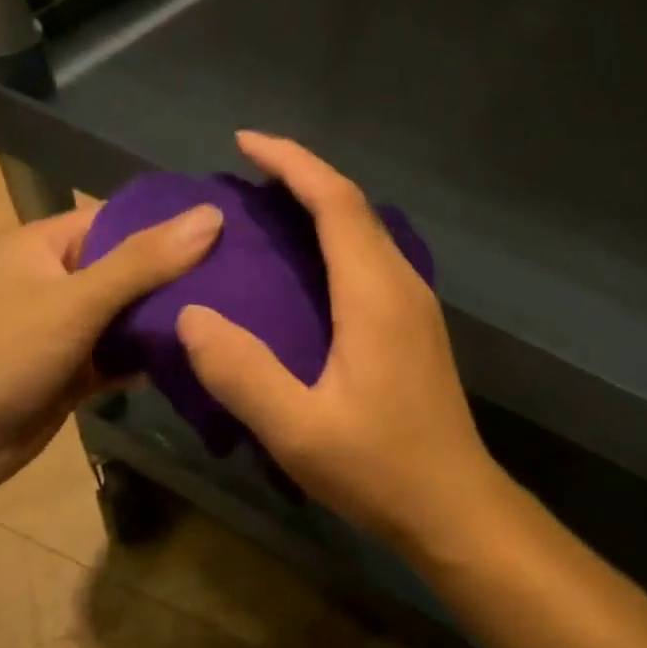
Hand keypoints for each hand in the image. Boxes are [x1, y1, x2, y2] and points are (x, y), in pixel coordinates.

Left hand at [0, 197, 222, 511]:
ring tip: (237, 317)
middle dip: (181, 276)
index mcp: (45, 245)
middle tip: (248, 279)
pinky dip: (150, 360)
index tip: (234, 231)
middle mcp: (56, 281)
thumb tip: (213, 214)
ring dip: (169, 321)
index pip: (121, 220)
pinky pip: (121, 357)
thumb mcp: (76, 300)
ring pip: (129, 317)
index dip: (173, 224)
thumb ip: (145, 261)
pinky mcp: (72, 374)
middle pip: (131, 269)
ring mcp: (64, 330)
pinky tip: (198, 360)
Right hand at [177, 133, 502, 543]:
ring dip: (322, 206)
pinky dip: (337, 240)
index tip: (244, 142)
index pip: (336, 202)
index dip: (292, 163)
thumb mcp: (298, 430)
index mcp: (375, 294)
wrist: (455, 505)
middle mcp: (402, 284)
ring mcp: (416, 305)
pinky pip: (373, 259)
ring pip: (368, 231)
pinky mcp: (417, 327)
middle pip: (355, 206)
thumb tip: (192, 316)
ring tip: (269, 210)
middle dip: (303, 176)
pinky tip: (308, 268)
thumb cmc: (380, 468)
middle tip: (247, 175)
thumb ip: (242, 372)